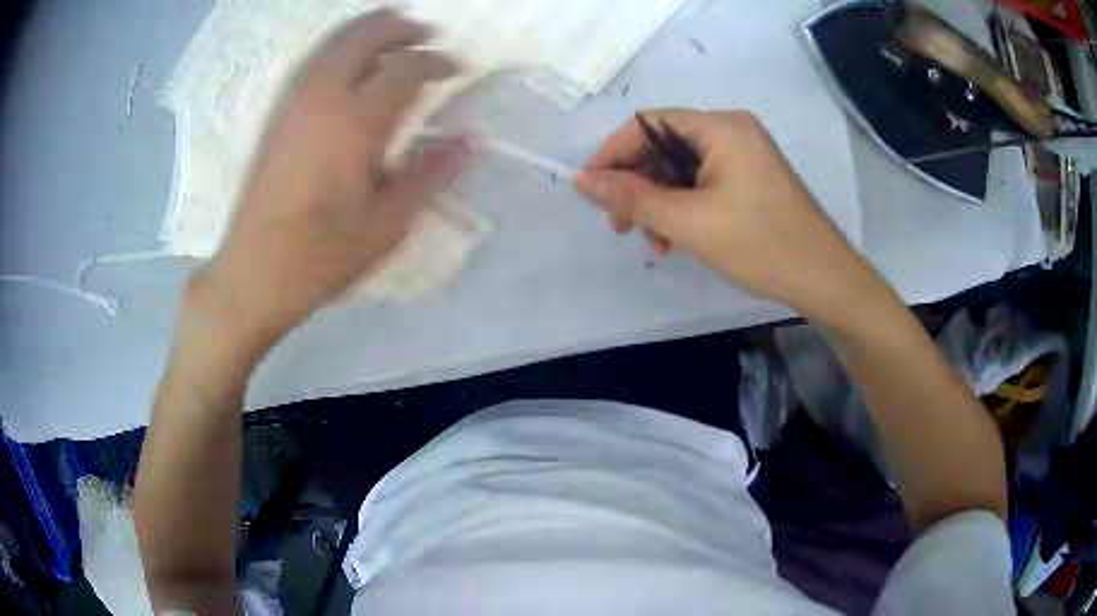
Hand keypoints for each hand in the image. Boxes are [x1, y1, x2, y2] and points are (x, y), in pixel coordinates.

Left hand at [193, 10, 468, 347]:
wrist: (253, 275)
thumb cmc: (321, 257)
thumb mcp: (386, 225)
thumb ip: (429, 175)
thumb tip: (469, 141)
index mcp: (354, 123)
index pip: (406, 70)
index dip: (438, 63)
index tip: (459, 69)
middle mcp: (321, 99)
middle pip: (364, 37)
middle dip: (400, 28)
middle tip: (428, 34)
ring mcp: (293, 104)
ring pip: (333, 43)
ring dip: (368, 30)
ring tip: (396, 35)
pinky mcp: (277, 117)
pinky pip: (313, 62)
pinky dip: (340, 48)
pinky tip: (351, 64)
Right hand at [576, 109, 871, 319]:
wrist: (824, 279)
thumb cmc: (761, 245)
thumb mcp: (690, 223)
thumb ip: (633, 198)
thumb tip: (582, 181)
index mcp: (721, 127)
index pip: (648, 124)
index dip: (613, 153)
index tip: (590, 188)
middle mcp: (732, 130)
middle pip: (664, 145)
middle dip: (637, 184)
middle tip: (618, 225)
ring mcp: (744, 155)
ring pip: (681, 169)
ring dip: (658, 202)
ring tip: (651, 241)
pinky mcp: (750, 179)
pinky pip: (702, 183)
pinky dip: (683, 207)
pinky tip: (675, 239)